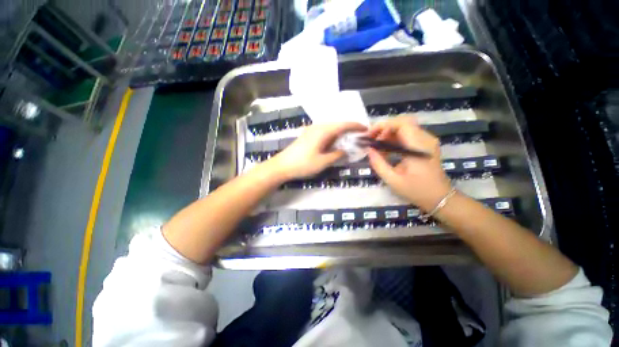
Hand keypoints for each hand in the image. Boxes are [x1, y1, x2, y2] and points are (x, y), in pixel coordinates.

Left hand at [266, 122, 366, 180]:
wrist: (282, 166)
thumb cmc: (303, 164)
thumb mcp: (323, 162)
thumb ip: (337, 155)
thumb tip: (345, 151)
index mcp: (323, 131)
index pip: (343, 125)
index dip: (356, 126)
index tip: (366, 129)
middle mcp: (317, 127)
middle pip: (337, 124)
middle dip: (349, 129)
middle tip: (359, 136)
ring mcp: (311, 130)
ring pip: (330, 128)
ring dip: (340, 133)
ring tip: (349, 139)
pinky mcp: (307, 135)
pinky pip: (324, 132)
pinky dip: (332, 136)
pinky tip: (334, 142)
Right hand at [366, 117, 451, 211]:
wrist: (440, 198)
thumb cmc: (416, 191)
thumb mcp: (392, 180)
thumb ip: (378, 163)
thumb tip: (369, 149)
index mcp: (418, 147)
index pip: (401, 124)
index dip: (383, 126)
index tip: (370, 136)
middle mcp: (425, 139)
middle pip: (403, 122)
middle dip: (384, 129)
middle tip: (372, 140)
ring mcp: (427, 141)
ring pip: (405, 127)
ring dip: (389, 133)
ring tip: (377, 145)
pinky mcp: (426, 145)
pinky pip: (408, 134)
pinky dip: (395, 138)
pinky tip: (387, 149)